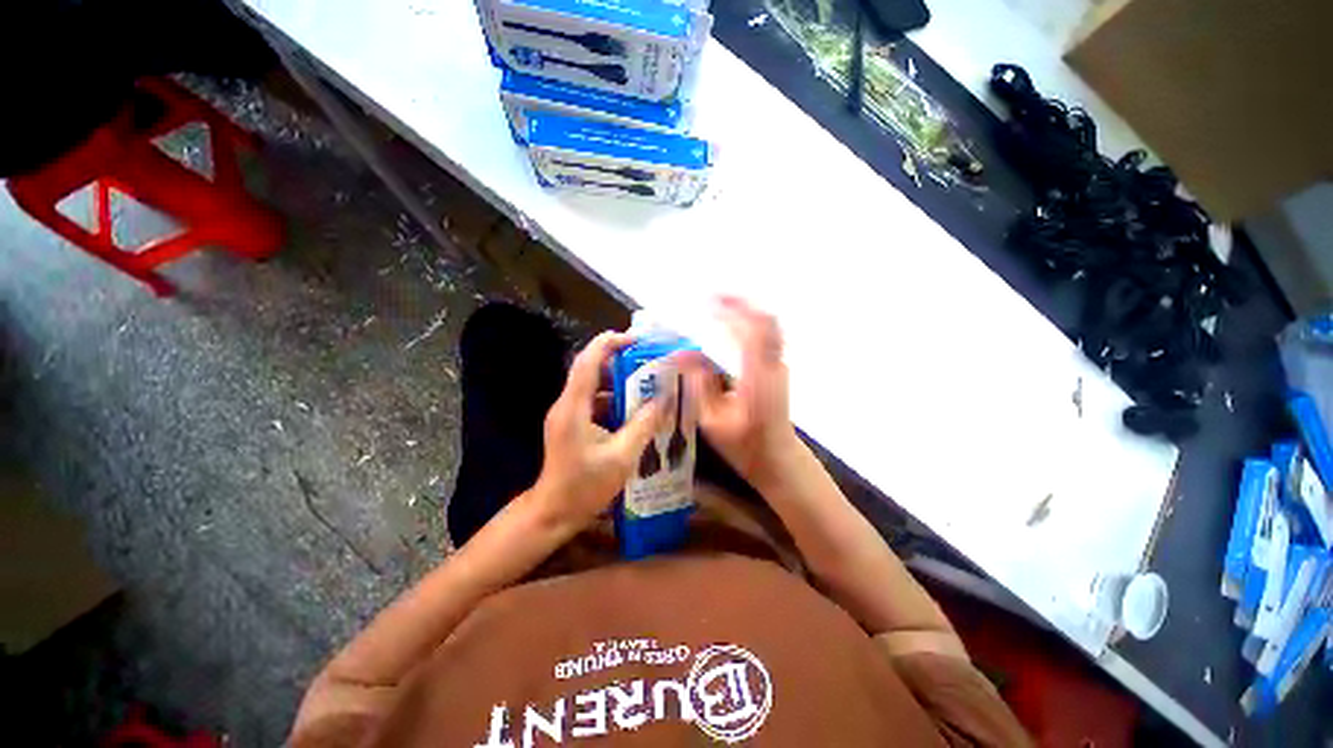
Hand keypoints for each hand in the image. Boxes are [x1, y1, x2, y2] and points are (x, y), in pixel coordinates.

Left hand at [532, 331, 668, 529]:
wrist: (554, 512)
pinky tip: (635, 410)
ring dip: (619, 382)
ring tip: (648, 384)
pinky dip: (615, 400)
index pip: (588, 361)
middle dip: (619, 361)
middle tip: (649, 361)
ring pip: (594, 386)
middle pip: (591, 369)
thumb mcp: (621, 456)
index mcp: (573, 407)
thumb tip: (664, 399)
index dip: (609, 343)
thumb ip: (644, 425)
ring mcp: (568, 414)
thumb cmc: (585, 486)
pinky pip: (594, 402)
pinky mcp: (572, 424)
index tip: (636, 340)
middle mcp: (567, 404)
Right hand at [679, 297, 795, 486]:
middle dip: (741, 303)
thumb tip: (681, 353)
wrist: (777, 457)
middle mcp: (772, 366)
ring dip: (747, 311)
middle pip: (765, 321)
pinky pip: (767, 336)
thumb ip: (698, 384)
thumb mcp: (712, 420)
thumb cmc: (743, 444)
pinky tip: (732, 325)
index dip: (729, 313)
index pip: (747, 333)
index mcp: (756, 378)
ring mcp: (779, 366)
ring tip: (721, 306)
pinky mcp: (778, 369)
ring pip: (769, 326)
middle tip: (714, 297)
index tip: (706, 303)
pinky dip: (750, 323)